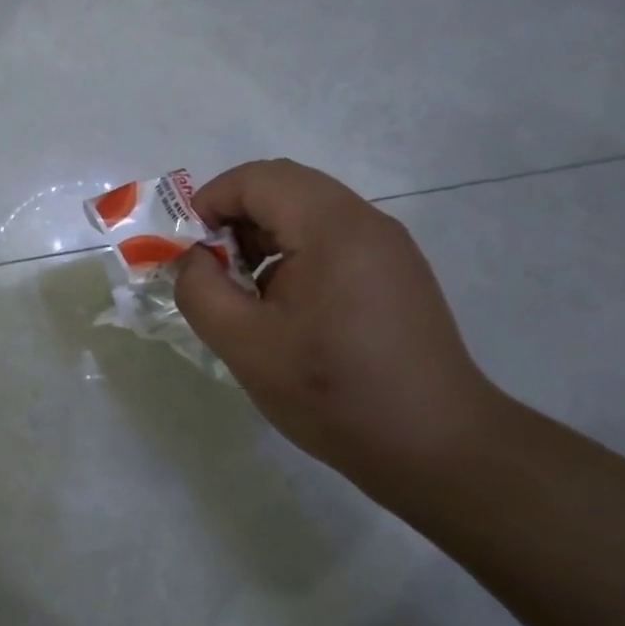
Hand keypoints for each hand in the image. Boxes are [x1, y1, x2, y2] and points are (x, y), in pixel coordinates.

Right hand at [174, 159, 508, 483]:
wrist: (435, 447)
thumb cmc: (332, 392)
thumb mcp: (244, 344)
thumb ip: (200, 290)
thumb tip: (193, 260)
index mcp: (331, 227)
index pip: (256, 179)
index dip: (209, 203)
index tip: (189, 254)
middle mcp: (365, 221)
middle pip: (282, 188)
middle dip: (233, 220)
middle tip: (212, 272)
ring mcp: (387, 246)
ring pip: (306, 212)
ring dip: (262, 238)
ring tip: (245, 294)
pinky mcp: (396, 272)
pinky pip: (331, 240)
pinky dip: (293, 255)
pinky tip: (285, 309)